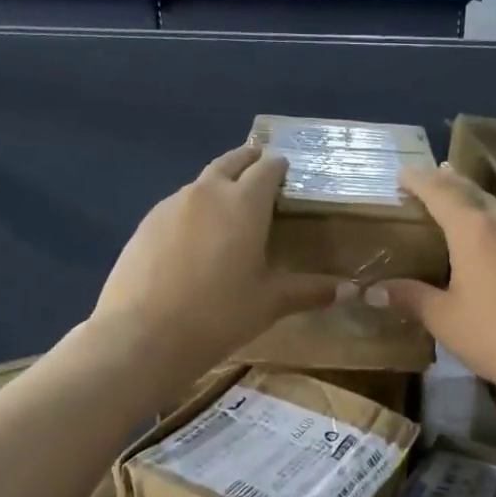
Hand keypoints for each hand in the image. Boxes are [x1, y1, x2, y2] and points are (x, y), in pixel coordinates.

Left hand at [94, 147, 339, 372]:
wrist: (145, 334)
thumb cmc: (220, 315)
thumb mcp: (270, 303)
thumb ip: (310, 291)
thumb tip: (350, 291)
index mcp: (244, 204)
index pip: (267, 170)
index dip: (279, 168)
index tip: (287, 172)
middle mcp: (207, 192)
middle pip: (231, 162)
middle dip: (248, 161)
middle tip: (260, 168)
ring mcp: (171, 205)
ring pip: (201, 183)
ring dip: (218, 185)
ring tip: (229, 207)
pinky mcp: (145, 224)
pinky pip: (177, 206)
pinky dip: (193, 210)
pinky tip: (195, 238)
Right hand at [367, 165, 495, 405]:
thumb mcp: (446, 321)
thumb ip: (412, 297)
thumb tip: (375, 290)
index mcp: (474, 229)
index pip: (439, 191)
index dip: (418, 180)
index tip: (402, 173)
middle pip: (472, 191)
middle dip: (448, 182)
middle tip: (430, 177)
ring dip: (475, 201)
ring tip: (459, 202)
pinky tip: (495, 241)